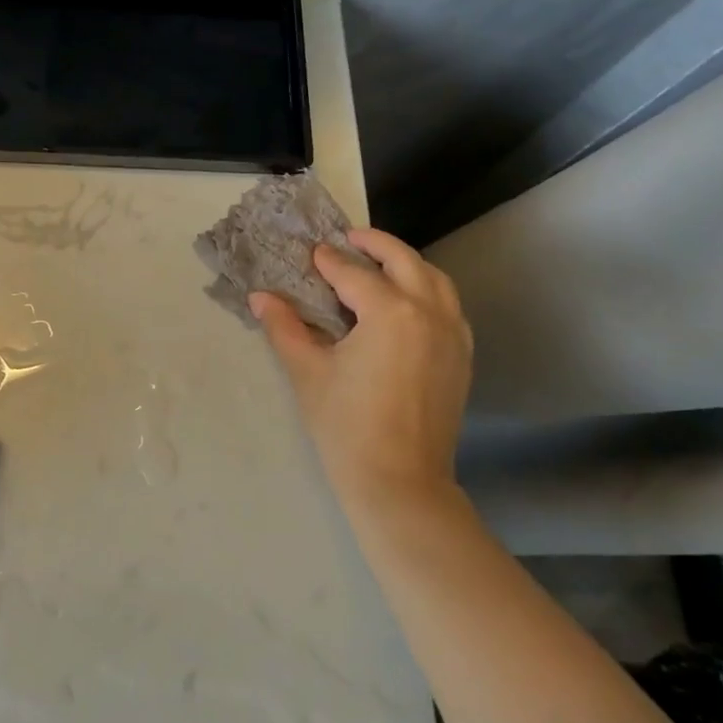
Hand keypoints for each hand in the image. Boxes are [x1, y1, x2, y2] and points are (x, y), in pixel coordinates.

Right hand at [251, 228, 472, 507]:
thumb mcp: (308, 372)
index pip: (354, 274)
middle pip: (404, 261)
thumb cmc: (347, 427)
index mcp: (390, 311)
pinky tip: (409, 302)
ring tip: (381, 262)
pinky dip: (429, 290)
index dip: (329, 261)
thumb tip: (260, 297)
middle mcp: (428, 312)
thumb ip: (284, 328)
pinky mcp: (462, 356)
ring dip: (407, 263)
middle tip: (350, 238)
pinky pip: (450, 306)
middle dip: (375, 243)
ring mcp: (452, 334)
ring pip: (435, 279)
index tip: (312, 253)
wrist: (400, 484)